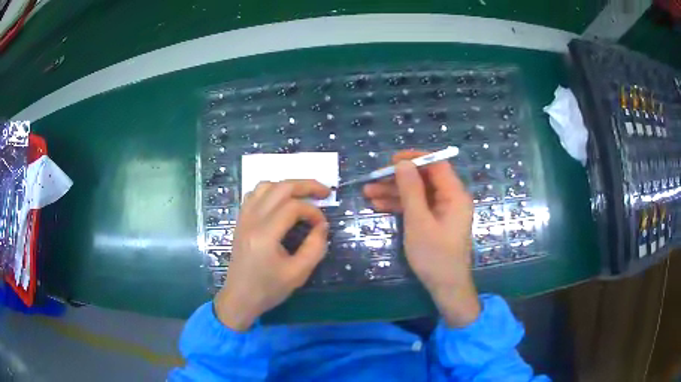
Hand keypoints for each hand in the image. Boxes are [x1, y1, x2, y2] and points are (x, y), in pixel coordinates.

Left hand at [214, 180, 329, 330]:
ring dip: (287, 186)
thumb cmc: (268, 289)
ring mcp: (243, 218)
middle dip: (306, 186)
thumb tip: (322, 226)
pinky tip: (280, 202)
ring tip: (303, 196)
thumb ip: (315, 247)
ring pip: (265, 186)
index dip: (313, 211)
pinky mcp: (240, 221)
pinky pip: (254, 194)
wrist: (240, 297)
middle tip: (325, 192)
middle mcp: (252, 220)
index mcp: (265, 234)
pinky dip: (271, 191)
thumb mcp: (298, 274)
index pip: (293, 207)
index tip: (322, 225)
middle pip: (280, 188)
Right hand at [364, 151, 479, 326]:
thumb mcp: (418, 221)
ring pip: (418, 193)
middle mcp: (451, 199)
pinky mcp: (436, 222)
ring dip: (395, 192)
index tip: (391, 161)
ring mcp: (443, 211)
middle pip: (424, 179)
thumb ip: (411, 190)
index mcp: (454, 195)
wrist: (446, 287)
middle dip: (398, 178)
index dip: (414, 159)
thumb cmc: (434, 255)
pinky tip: (379, 205)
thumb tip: (402, 164)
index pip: (436, 164)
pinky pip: (418, 207)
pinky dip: (401, 206)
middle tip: (373, 180)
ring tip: (368, 193)